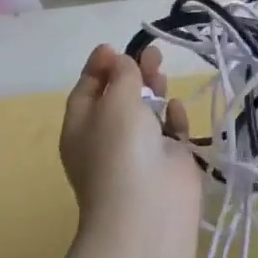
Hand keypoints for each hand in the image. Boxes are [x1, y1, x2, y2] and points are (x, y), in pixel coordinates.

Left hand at [60, 45, 200, 241]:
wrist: (148, 209)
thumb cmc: (120, 149)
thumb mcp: (114, 101)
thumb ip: (122, 75)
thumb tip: (123, 62)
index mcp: (81, 127)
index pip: (86, 90)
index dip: (99, 67)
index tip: (114, 47)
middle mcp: (107, 138)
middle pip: (119, 97)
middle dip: (132, 73)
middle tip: (151, 54)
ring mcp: (139, 151)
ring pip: (146, 112)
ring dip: (154, 90)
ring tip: (162, 73)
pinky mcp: (169, 161)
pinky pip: (170, 131)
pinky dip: (173, 117)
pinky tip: (176, 108)